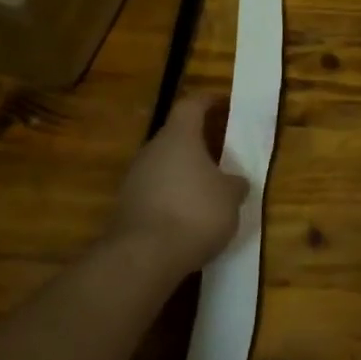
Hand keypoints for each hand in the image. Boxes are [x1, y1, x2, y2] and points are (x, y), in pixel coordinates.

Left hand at [108, 96, 248, 275]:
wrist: (142, 258)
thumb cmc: (194, 212)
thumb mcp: (230, 197)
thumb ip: (234, 184)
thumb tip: (235, 182)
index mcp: (179, 136)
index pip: (191, 105)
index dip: (208, 101)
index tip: (222, 102)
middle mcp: (152, 150)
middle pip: (175, 136)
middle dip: (196, 143)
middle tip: (218, 153)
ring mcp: (134, 179)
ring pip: (162, 166)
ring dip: (182, 173)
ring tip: (205, 190)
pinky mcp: (125, 208)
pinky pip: (153, 193)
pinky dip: (170, 199)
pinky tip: (185, 218)